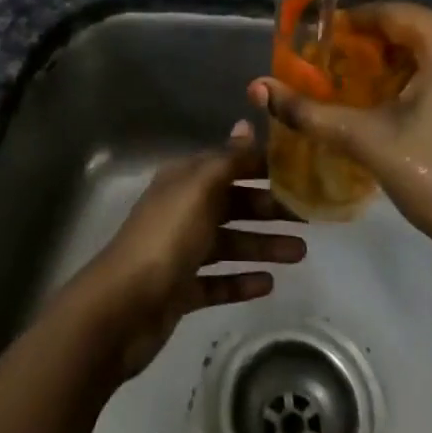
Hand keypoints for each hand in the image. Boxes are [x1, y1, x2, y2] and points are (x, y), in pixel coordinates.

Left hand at [69, 121, 305, 380]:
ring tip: (300, 254)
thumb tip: (245, 124)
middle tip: (308, 218)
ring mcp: (180, 252)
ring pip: (229, 243)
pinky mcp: (180, 290)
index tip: (300, 171)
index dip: (260, 166)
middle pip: (232, 204)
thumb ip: (226, 160)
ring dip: (262, 245)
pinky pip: (217, 281)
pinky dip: (241, 281)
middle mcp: (182, 210)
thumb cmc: (166, 238)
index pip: (228, 164)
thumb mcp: (199, 190)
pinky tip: (269, 284)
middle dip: (268, 209)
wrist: (122, 308)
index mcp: (184, 181)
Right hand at [248, 3, 431, 264]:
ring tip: (371, 87)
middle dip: (379, 46)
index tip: (323, 42)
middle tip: (342, 68)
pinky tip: (416, 105)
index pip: (392, 14)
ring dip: (409, 62)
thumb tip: (257, 89)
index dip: (353, 25)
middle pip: (419, 29)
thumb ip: (310, 111)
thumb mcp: (367, 139)